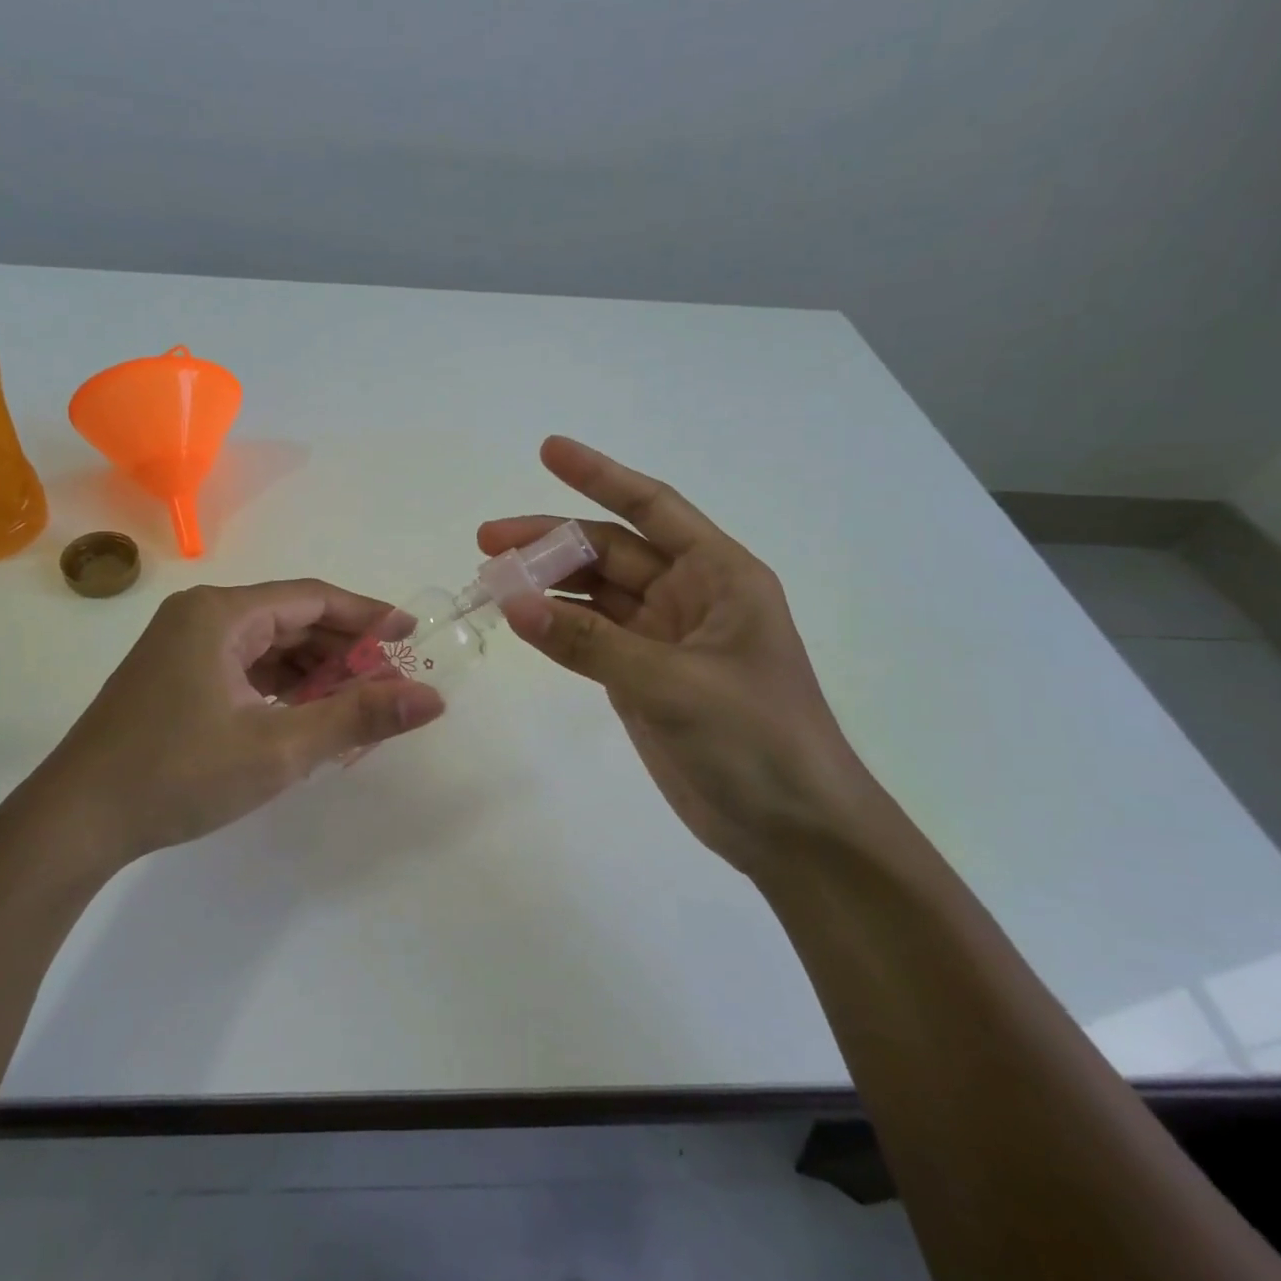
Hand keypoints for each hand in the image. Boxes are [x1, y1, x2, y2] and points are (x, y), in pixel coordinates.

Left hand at [16, 581, 444, 871]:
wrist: (74, 823)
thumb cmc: (178, 775)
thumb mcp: (279, 748)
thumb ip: (358, 717)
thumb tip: (431, 699)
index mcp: (221, 613)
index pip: (313, 599)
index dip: (368, 616)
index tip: (412, 635)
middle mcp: (201, 616)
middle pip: (292, 621)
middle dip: (343, 651)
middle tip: (390, 682)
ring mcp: (183, 646)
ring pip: (268, 646)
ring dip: (314, 673)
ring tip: (356, 705)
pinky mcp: (175, 677)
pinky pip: (244, 668)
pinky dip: (282, 688)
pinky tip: (307, 716)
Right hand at [479, 437, 888, 875]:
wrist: (793, 831)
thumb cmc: (757, 741)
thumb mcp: (674, 684)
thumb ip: (589, 643)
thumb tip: (512, 602)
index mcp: (719, 575)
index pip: (652, 507)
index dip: (600, 474)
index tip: (548, 449)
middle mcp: (690, 595)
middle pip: (610, 551)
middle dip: (550, 542)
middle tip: (487, 542)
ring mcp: (663, 638)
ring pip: (594, 595)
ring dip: (546, 585)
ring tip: (490, 581)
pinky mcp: (642, 676)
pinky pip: (590, 638)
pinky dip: (555, 628)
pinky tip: (519, 620)